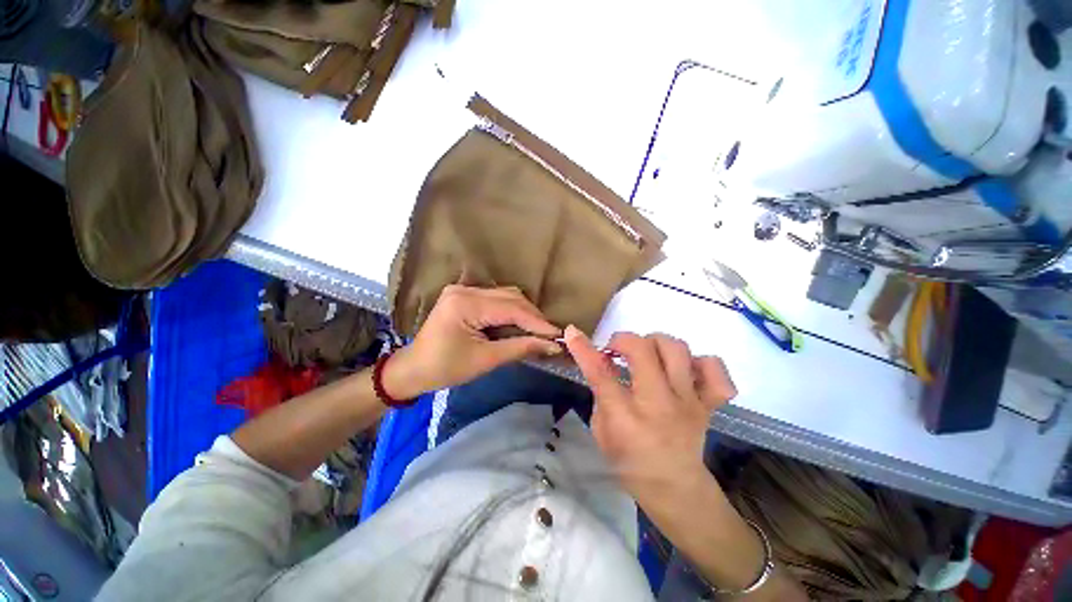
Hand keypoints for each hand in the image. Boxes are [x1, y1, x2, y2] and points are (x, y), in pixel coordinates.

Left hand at [384, 285, 562, 398]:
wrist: (413, 369)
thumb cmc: (446, 368)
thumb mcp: (485, 360)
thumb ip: (520, 348)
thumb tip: (552, 345)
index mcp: (465, 304)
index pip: (511, 308)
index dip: (537, 322)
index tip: (558, 335)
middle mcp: (465, 290)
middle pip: (510, 297)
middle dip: (533, 316)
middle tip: (550, 335)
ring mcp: (463, 290)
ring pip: (506, 295)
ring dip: (524, 312)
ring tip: (538, 331)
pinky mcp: (464, 295)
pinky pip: (496, 298)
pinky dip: (512, 310)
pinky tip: (520, 324)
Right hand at [563, 326, 736, 505]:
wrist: (676, 491)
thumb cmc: (629, 463)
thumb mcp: (601, 431)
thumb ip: (600, 393)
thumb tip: (600, 361)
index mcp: (626, 418)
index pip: (600, 374)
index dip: (583, 349)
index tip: (572, 332)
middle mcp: (659, 404)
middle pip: (643, 350)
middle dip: (623, 339)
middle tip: (616, 350)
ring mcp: (689, 402)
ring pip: (676, 349)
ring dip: (655, 343)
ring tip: (646, 355)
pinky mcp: (709, 404)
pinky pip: (714, 369)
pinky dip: (699, 361)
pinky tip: (683, 369)